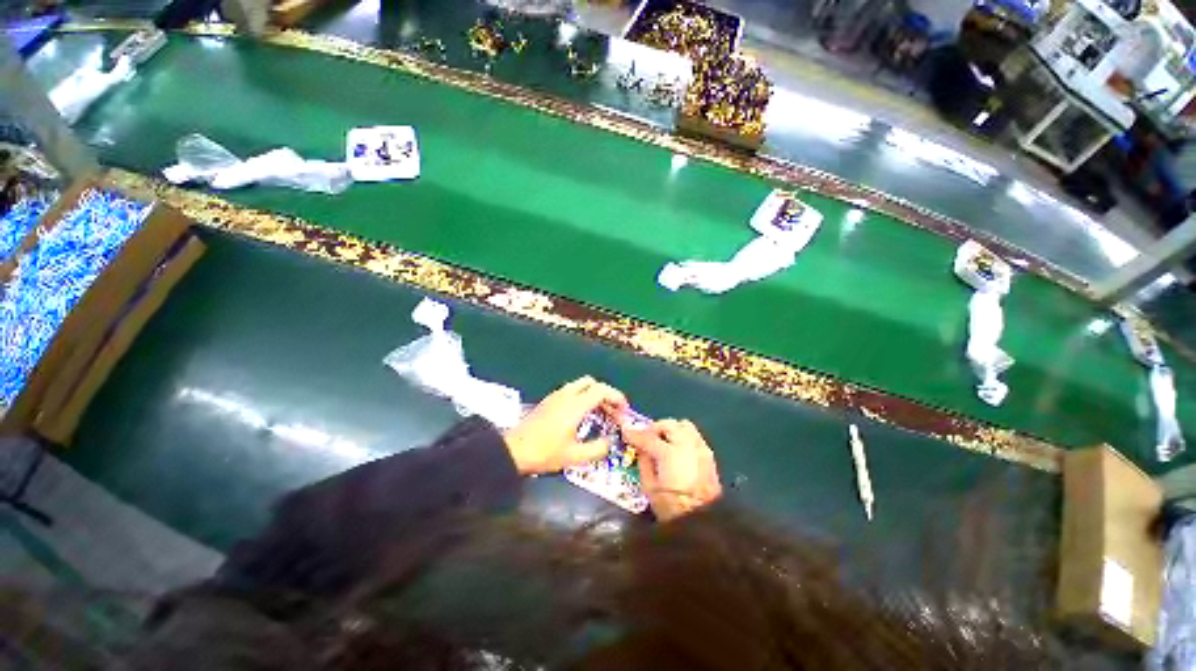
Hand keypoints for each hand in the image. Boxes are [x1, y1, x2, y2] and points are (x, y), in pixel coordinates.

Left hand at [504, 377, 627, 474]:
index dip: (616, 396)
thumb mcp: (575, 456)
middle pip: (592, 383)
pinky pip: (571, 391)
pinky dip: (583, 397)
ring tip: (600, 414)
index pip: (601, 390)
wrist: (513, 450)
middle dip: (606, 393)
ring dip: (594, 395)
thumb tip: (610, 442)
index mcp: (575, 405)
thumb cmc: (545, 453)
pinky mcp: (549, 401)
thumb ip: (597, 449)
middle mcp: (566, 395)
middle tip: (612, 411)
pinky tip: (582, 416)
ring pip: (581, 385)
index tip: (624, 409)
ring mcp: (556, 396)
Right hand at [623, 419, 721, 521]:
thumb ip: (644, 462)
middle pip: (668, 424)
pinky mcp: (709, 455)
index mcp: (670, 454)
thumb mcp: (649, 487)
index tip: (626, 432)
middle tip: (645, 438)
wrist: (703, 523)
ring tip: (663, 441)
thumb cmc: (672, 508)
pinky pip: (694, 435)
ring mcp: (701, 448)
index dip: (635, 434)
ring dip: (671, 429)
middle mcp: (687, 445)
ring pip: (683, 425)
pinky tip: (677, 450)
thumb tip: (641, 448)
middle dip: (654, 428)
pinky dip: (683, 436)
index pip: (648, 437)